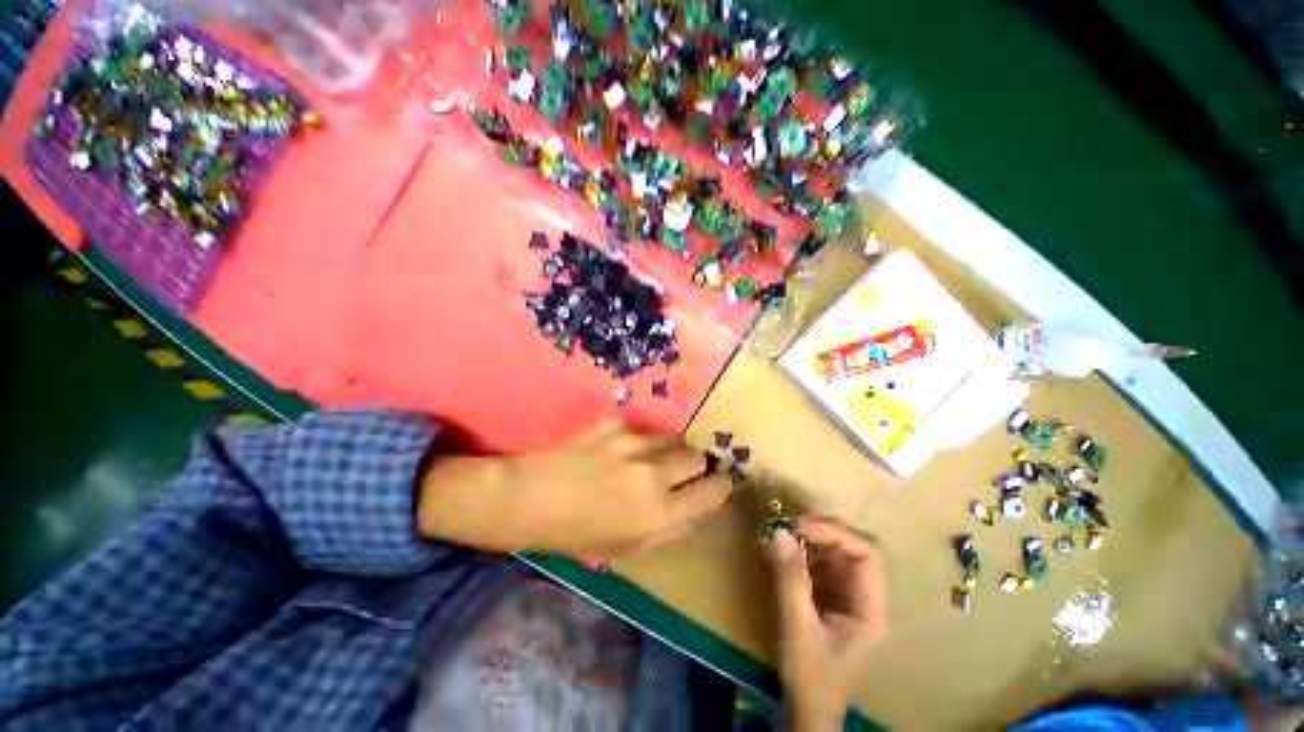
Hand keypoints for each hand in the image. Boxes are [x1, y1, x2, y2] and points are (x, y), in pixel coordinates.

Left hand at [416, 420, 731, 555]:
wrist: (529, 498)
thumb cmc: (576, 534)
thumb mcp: (627, 546)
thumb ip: (668, 527)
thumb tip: (694, 508)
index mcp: (658, 512)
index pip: (713, 491)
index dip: (720, 487)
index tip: (718, 485)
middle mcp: (652, 474)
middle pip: (698, 456)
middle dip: (695, 466)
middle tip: (680, 473)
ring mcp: (633, 444)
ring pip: (673, 439)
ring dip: (669, 451)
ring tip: (650, 460)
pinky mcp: (615, 424)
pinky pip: (643, 430)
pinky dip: (641, 440)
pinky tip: (621, 450)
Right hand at [765, 515, 889, 731]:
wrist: (808, 711)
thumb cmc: (810, 675)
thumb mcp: (798, 626)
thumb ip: (790, 578)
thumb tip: (778, 531)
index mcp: (871, 608)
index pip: (867, 554)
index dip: (836, 533)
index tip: (801, 526)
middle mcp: (866, 598)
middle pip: (853, 549)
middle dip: (822, 533)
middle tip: (789, 526)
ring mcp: (849, 598)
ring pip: (837, 554)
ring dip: (810, 540)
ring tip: (782, 535)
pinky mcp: (832, 599)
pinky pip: (822, 565)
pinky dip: (803, 553)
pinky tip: (783, 552)